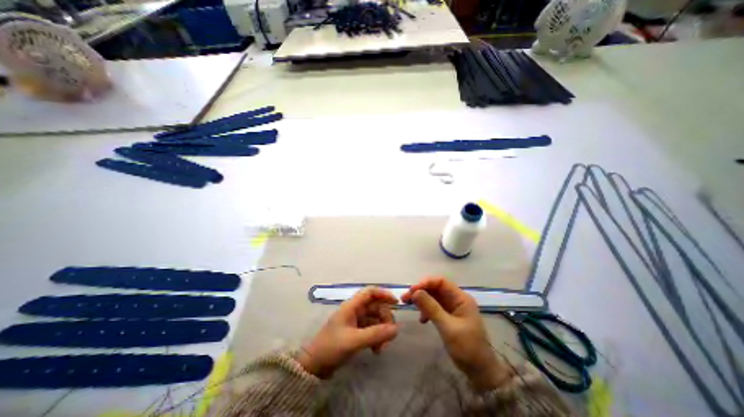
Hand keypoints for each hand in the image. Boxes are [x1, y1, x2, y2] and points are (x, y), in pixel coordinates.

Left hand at [299, 287, 401, 377]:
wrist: (315, 366)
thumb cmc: (332, 347)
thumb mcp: (354, 340)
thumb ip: (375, 334)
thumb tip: (396, 329)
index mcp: (352, 306)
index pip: (370, 292)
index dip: (383, 294)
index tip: (396, 303)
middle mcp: (355, 311)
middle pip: (376, 307)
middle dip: (385, 319)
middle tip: (390, 334)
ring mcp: (356, 322)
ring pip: (375, 320)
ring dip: (381, 331)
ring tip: (381, 348)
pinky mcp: (356, 332)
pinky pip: (372, 330)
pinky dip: (377, 338)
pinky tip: (376, 351)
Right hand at [401, 278, 511, 390]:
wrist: (480, 372)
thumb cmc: (468, 348)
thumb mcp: (448, 328)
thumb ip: (431, 308)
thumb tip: (415, 292)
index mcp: (461, 298)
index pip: (441, 282)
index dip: (426, 282)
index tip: (412, 290)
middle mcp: (456, 299)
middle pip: (435, 288)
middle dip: (420, 291)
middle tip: (405, 298)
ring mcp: (452, 307)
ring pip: (433, 297)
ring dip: (421, 300)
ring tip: (408, 305)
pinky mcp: (448, 316)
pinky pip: (434, 307)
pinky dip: (426, 310)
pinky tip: (422, 320)